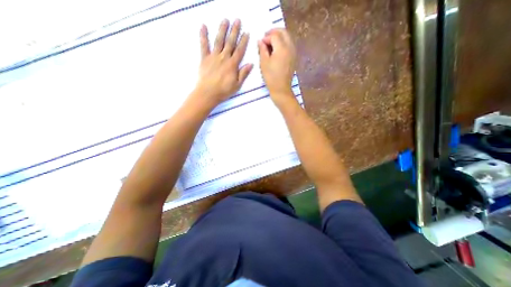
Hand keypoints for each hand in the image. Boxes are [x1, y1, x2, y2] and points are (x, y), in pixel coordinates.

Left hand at [194, 18, 253, 108]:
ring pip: (219, 41)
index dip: (243, 41)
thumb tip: (250, 64)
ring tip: (225, 20)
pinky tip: (203, 26)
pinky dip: (203, 35)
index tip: (246, 33)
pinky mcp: (204, 58)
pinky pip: (203, 45)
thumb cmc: (224, 91)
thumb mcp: (237, 85)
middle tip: (237, 20)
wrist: (208, 93)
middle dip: (234, 31)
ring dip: (222, 30)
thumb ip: (243, 74)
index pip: (239, 50)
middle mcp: (224, 58)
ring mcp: (213, 57)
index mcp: (232, 65)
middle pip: (230, 42)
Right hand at [257, 28, 297, 105]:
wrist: (281, 89)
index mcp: (282, 48)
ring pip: (287, 37)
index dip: (266, 37)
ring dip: (279, 37)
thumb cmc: (271, 77)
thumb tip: (260, 41)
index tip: (260, 43)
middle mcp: (290, 47)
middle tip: (266, 38)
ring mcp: (293, 52)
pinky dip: (283, 43)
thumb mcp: (264, 63)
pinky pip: (289, 44)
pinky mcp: (294, 58)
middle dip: (274, 32)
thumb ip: (262, 49)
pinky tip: (276, 50)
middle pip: (283, 32)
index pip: (274, 35)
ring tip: (270, 44)